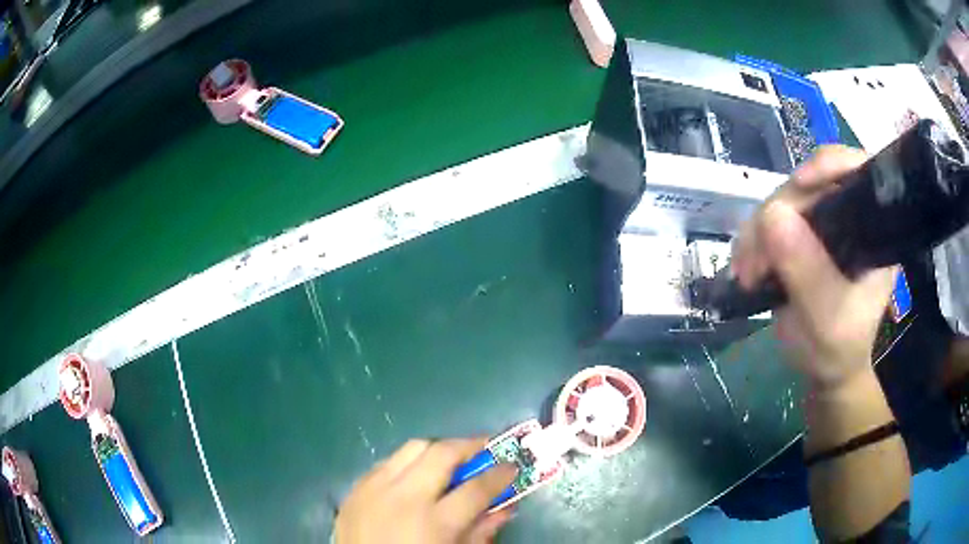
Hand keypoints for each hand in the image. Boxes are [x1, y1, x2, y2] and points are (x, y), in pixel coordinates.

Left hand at [335, 438, 516, 543]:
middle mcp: (403, 497)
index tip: (513, 466)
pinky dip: (407, 463)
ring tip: (451, 461)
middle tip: (486, 450)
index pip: (476, 488)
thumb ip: (481, 531)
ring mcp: (374, 488)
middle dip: (470, 446)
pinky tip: (414, 477)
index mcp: (433, 523)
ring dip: (438, 451)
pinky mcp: (355, 488)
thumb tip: (506, 507)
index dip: (500, 474)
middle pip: (442, 454)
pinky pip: (387, 462)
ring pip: (412, 448)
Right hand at [732, 147, 896, 390]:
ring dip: (758, 232)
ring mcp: (823, 222)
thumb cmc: (837, 349)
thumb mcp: (827, 318)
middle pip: (810, 184)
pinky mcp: (801, 233)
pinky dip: (753, 240)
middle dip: (778, 215)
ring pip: (783, 200)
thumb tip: (772, 216)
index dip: (828, 165)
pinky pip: (770, 219)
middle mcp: (849, 215)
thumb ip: (807, 271)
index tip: (799, 187)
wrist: (825, 370)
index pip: (856, 171)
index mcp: (872, 230)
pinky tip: (747, 267)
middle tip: (756, 263)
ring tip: (748, 274)